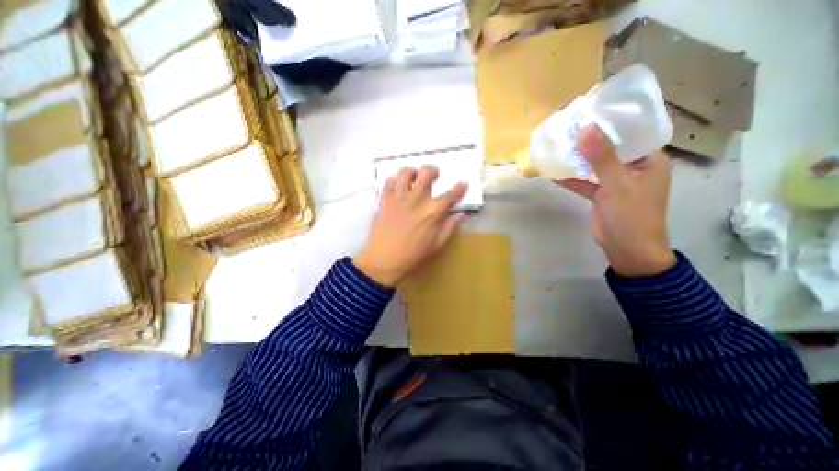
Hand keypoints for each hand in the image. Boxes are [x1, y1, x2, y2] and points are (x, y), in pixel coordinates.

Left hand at [351, 167, 465, 288]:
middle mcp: (417, 199)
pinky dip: (394, 180)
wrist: (383, 260)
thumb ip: (449, 227)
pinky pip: (388, 182)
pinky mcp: (385, 200)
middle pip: (427, 174)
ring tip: (413, 178)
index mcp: (433, 212)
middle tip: (433, 175)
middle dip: (433, 171)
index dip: (459, 188)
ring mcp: (399, 197)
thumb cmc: (413, 255)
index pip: (450, 195)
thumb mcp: (436, 244)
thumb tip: (460, 214)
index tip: (463, 183)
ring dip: (412, 172)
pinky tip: (397, 186)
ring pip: (406, 172)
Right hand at [560, 128, 675, 278]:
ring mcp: (615, 181)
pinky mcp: (601, 193)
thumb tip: (585, 129)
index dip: (611, 121)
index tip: (589, 111)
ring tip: (558, 145)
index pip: (631, 132)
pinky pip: (585, 181)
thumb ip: (601, 157)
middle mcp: (633, 166)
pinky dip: (571, 177)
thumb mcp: (617, 183)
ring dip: (577, 158)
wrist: (626, 248)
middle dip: (589, 139)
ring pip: (594, 164)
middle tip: (568, 127)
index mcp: (648, 159)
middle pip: (609, 147)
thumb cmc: (631, 214)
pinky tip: (554, 172)